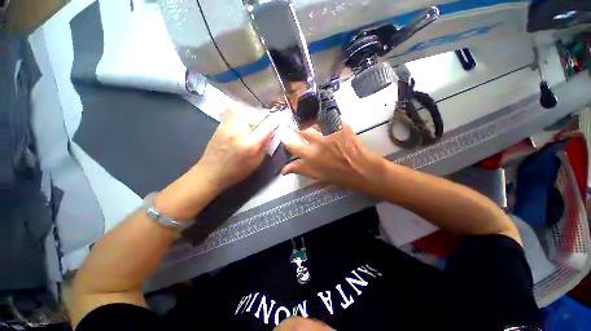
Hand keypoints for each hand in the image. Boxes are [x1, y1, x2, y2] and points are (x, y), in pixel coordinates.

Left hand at [197, 109, 277, 190]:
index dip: (275, 121)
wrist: (211, 172)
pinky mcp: (221, 124)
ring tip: (256, 119)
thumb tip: (272, 132)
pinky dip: (241, 110)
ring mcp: (229, 126)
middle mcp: (240, 132)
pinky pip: (233, 110)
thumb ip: (265, 146)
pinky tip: (244, 117)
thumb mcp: (256, 162)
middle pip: (257, 115)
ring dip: (254, 112)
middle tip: (268, 120)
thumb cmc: (237, 171)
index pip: (267, 127)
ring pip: (245, 109)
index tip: (279, 120)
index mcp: (251, 145)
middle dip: (266, 116)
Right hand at [281, 124, 381, 190]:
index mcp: (311, 156)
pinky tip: (329, 130)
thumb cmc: (339, 176)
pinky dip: (325, 124)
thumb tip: (283, 169)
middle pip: (302, 130)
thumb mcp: (318, 176)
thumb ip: (300, 169)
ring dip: (312, 127)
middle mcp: (319, 141)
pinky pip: (328, 120)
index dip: (287, 140)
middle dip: (299, 131)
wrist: (363, 169)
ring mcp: (331, 131)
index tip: (287, 138)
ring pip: (314, 123)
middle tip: (301, 133)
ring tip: (317, 132)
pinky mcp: (341, 125)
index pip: (292, 144)